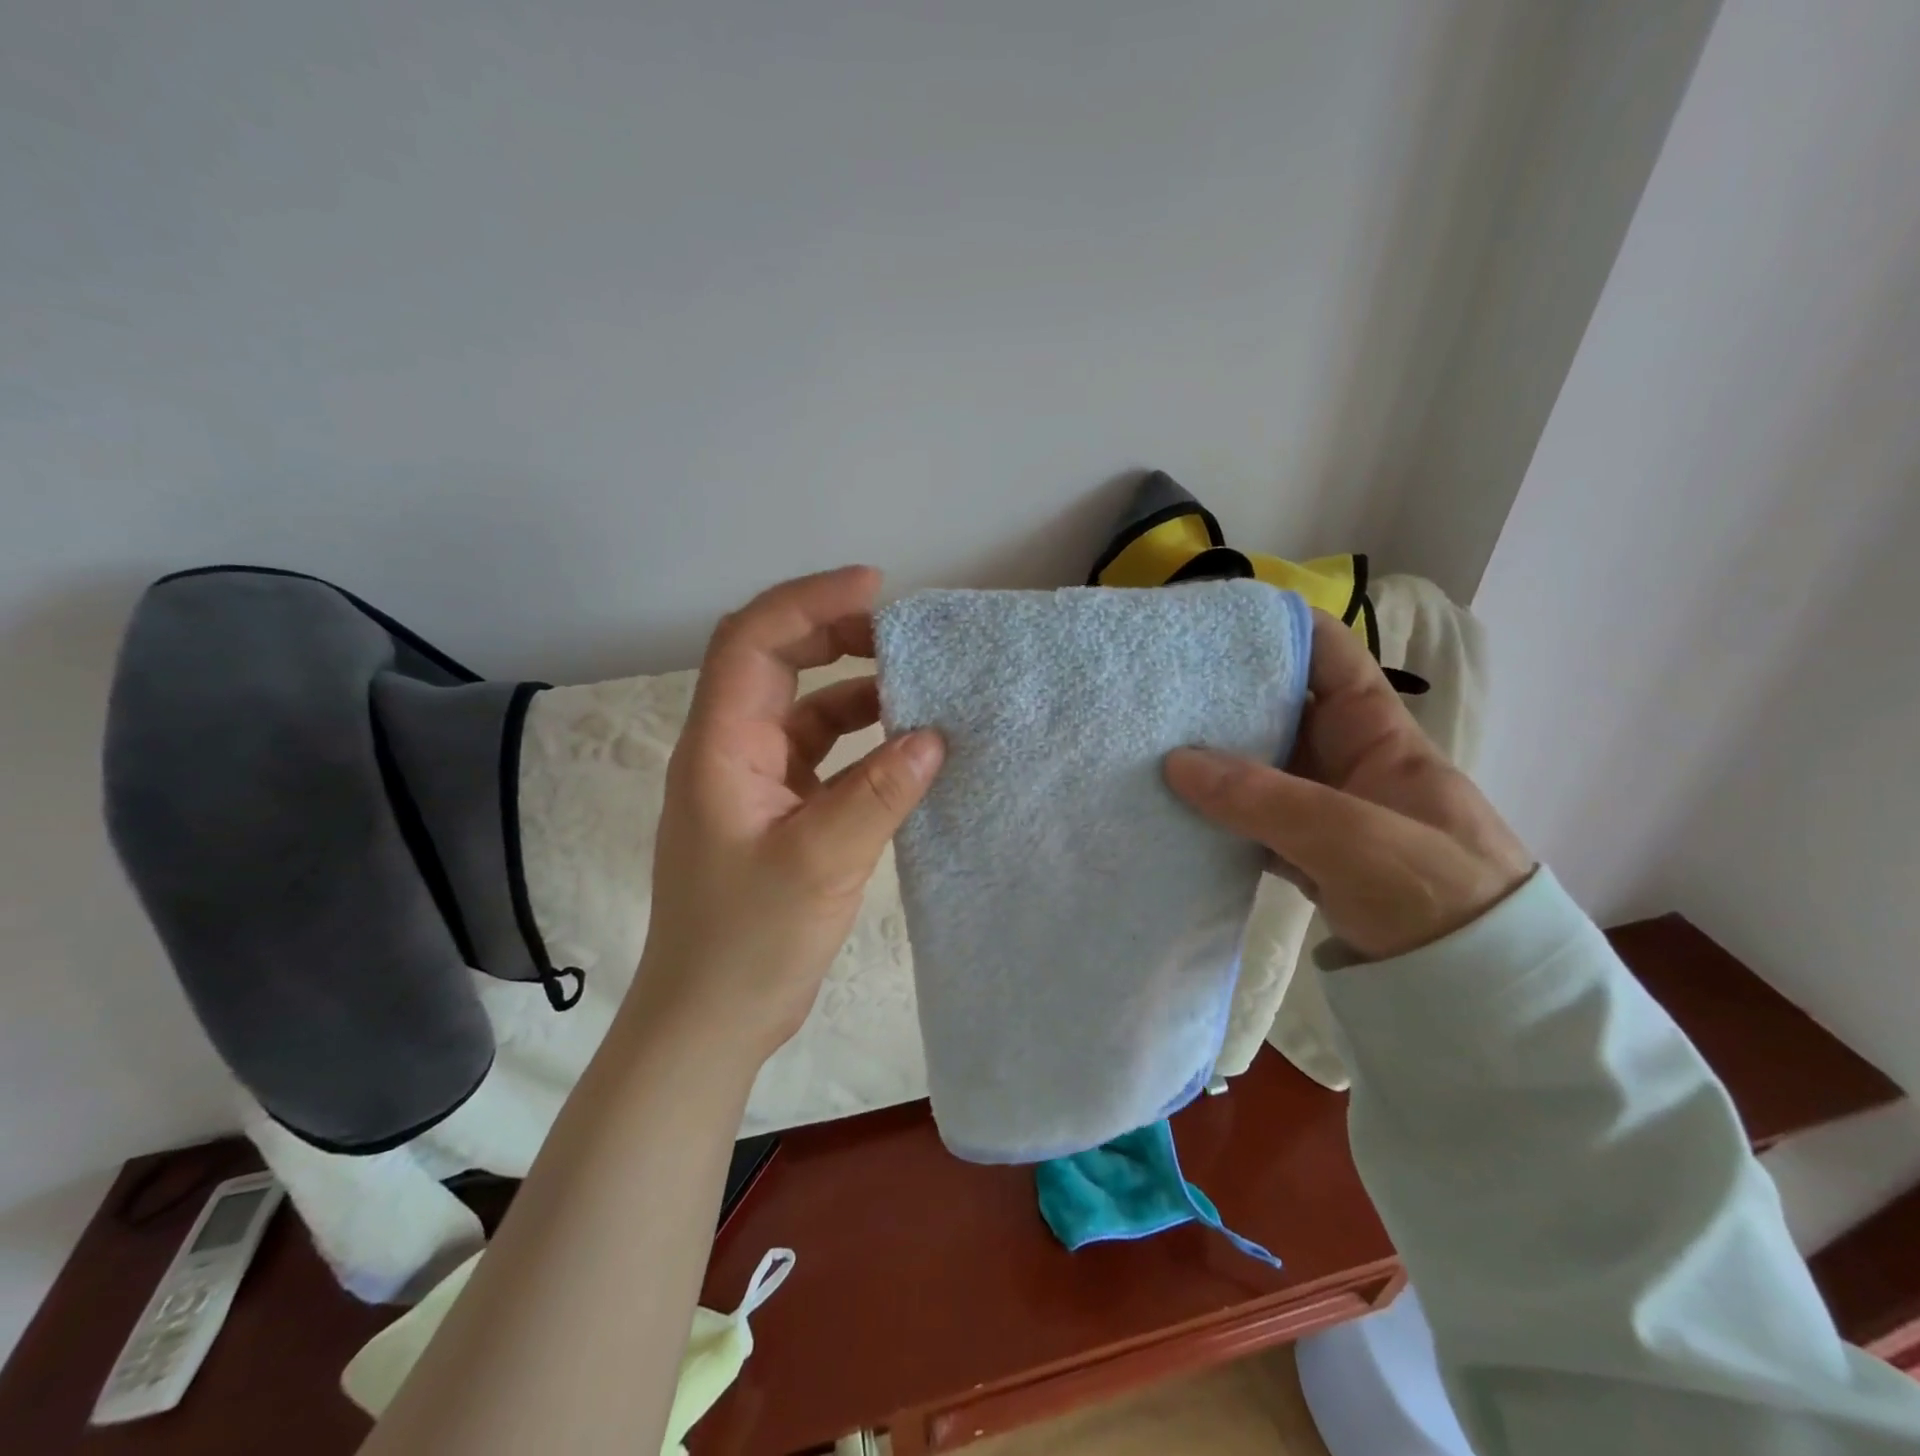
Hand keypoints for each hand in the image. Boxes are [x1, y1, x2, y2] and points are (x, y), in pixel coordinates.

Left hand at [636, 567, 943, 1061]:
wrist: (711, 1020)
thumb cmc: (748, 942)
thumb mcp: (821, 862)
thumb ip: (879, 794)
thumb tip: (935, 737)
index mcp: (720, 747)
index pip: (752, 640)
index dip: (809, 601)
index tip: (876, 589)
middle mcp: (730, 751)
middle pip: (774, 661)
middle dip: (835, 635)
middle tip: (902, 636)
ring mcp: (752, 781)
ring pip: (802, 709)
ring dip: (853, 690)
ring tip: (916, 688)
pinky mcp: (776, 811)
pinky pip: (819, 755)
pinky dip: (859, 742)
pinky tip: (902, 751)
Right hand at [1165, 609, 1531, 959]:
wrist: (1482, 996)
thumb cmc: (1437, 894)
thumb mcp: (1355, 839)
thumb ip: (1266, 800)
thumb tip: (1175, 761)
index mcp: (1377, 736)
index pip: (1329, 657)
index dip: (1278, 631)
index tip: (1210, 627)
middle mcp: (1346, 762)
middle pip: (1280, 710)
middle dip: (1224, 696)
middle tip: (1156, 691)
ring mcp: (1323, 811)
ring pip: (1258, 767)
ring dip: (1211, 759)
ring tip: (1148, 744)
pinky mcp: (1306, 855)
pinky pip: (1251, 819)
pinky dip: (1216, 814)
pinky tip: (1173, 810)